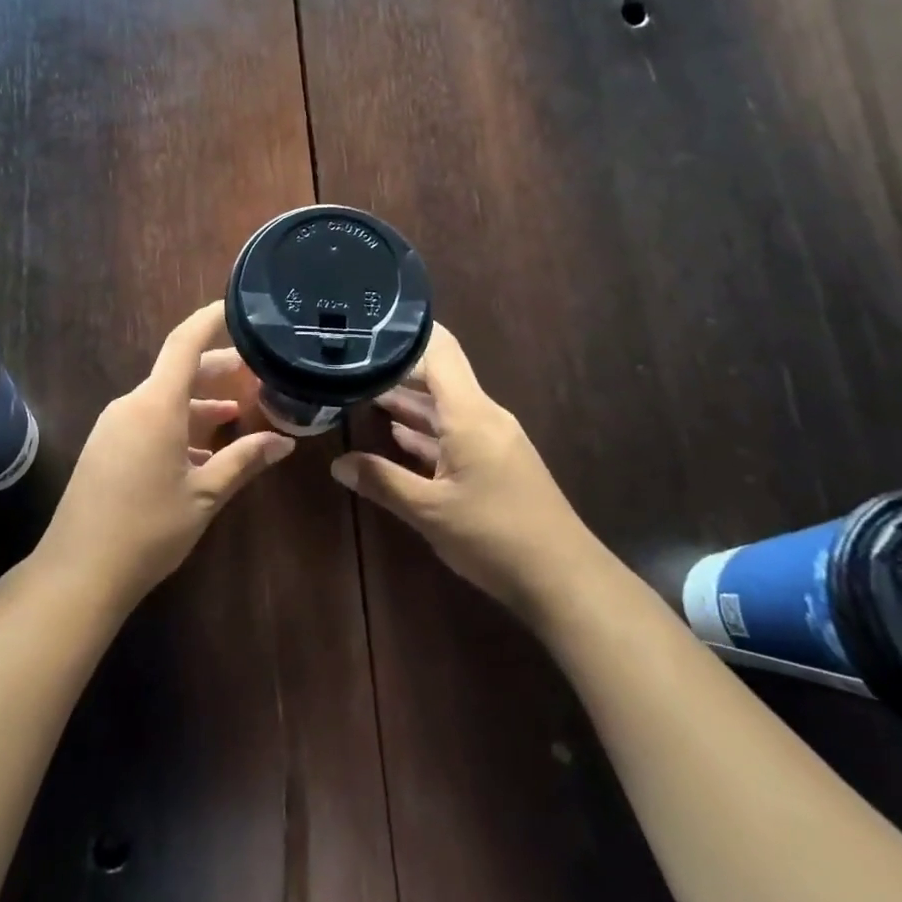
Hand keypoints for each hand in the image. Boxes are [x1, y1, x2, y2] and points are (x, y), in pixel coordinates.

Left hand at [38, 302, 295, 607]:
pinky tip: (203, 451)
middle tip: (258, 374)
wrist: (78, 571)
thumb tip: (284, 442)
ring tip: (239, 414)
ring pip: (164, 399)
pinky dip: (179, 424)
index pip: (185, 342)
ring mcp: (114, 425)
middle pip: (178, 371)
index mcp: (156, 405)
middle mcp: (131, 404)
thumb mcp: (205, 495)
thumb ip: (244, 461)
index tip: (238, 306)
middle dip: (218, 369)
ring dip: (200, 403)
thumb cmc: (148, 529)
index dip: (212, 318)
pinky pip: (148, 420)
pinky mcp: (105, 446)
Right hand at [331, 324, 592, 620]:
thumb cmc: (494, 536)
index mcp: (470, 414)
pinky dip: (426, 431)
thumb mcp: (429, 511)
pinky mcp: (497, 462)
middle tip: (350, 365)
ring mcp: (493, 439)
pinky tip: (396, 435)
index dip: (407, 332)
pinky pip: (456, 433)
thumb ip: (382, 482)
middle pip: (439, 377)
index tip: (369, 324)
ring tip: (361, 394)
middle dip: (396, 370)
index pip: (440, 350)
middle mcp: (484, 416)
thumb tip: (338, 464)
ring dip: (408, 403)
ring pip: (445, 408)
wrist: (563, 578)